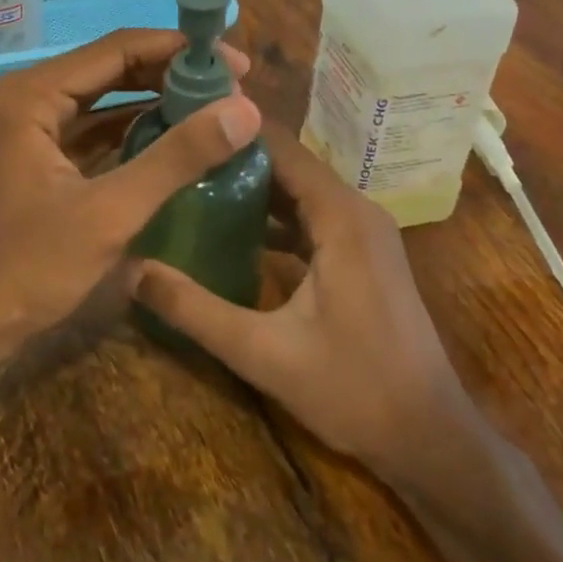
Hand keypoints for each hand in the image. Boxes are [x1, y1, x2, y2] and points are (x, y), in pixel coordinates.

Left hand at [0, 29, 261, 348]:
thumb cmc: (29, 266)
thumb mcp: (111, 212)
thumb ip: (177, 156)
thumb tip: (246, 109)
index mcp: (35, 94)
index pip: (119, 49)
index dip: (180, 51)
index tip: (235, 65)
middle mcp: (30, 97)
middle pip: (112, 67)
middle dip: (171, 73)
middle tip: (232, 87)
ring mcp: (32, 128)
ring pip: (104, 98)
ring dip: (155, 99)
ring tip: (213, 107)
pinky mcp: (40, 158)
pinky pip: (95, 128)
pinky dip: (134, 129)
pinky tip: (174, 138)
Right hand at [137, 127, 484, 483]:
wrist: (430, 437)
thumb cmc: (354, 389)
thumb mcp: (263, 353)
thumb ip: (195, 310)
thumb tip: (132, 272)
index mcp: (340, 215)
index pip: (280, 147)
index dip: (232, 130)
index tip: (182, 124)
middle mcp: (356, 209)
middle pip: (289, 164)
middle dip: (234, 157)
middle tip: (176, 154)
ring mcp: (364, 232)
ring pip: (300, 190)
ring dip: (253, 186)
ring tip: (192, 182)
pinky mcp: (364, 254)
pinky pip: (313, 216)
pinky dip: (275, 215)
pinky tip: (233, 228)